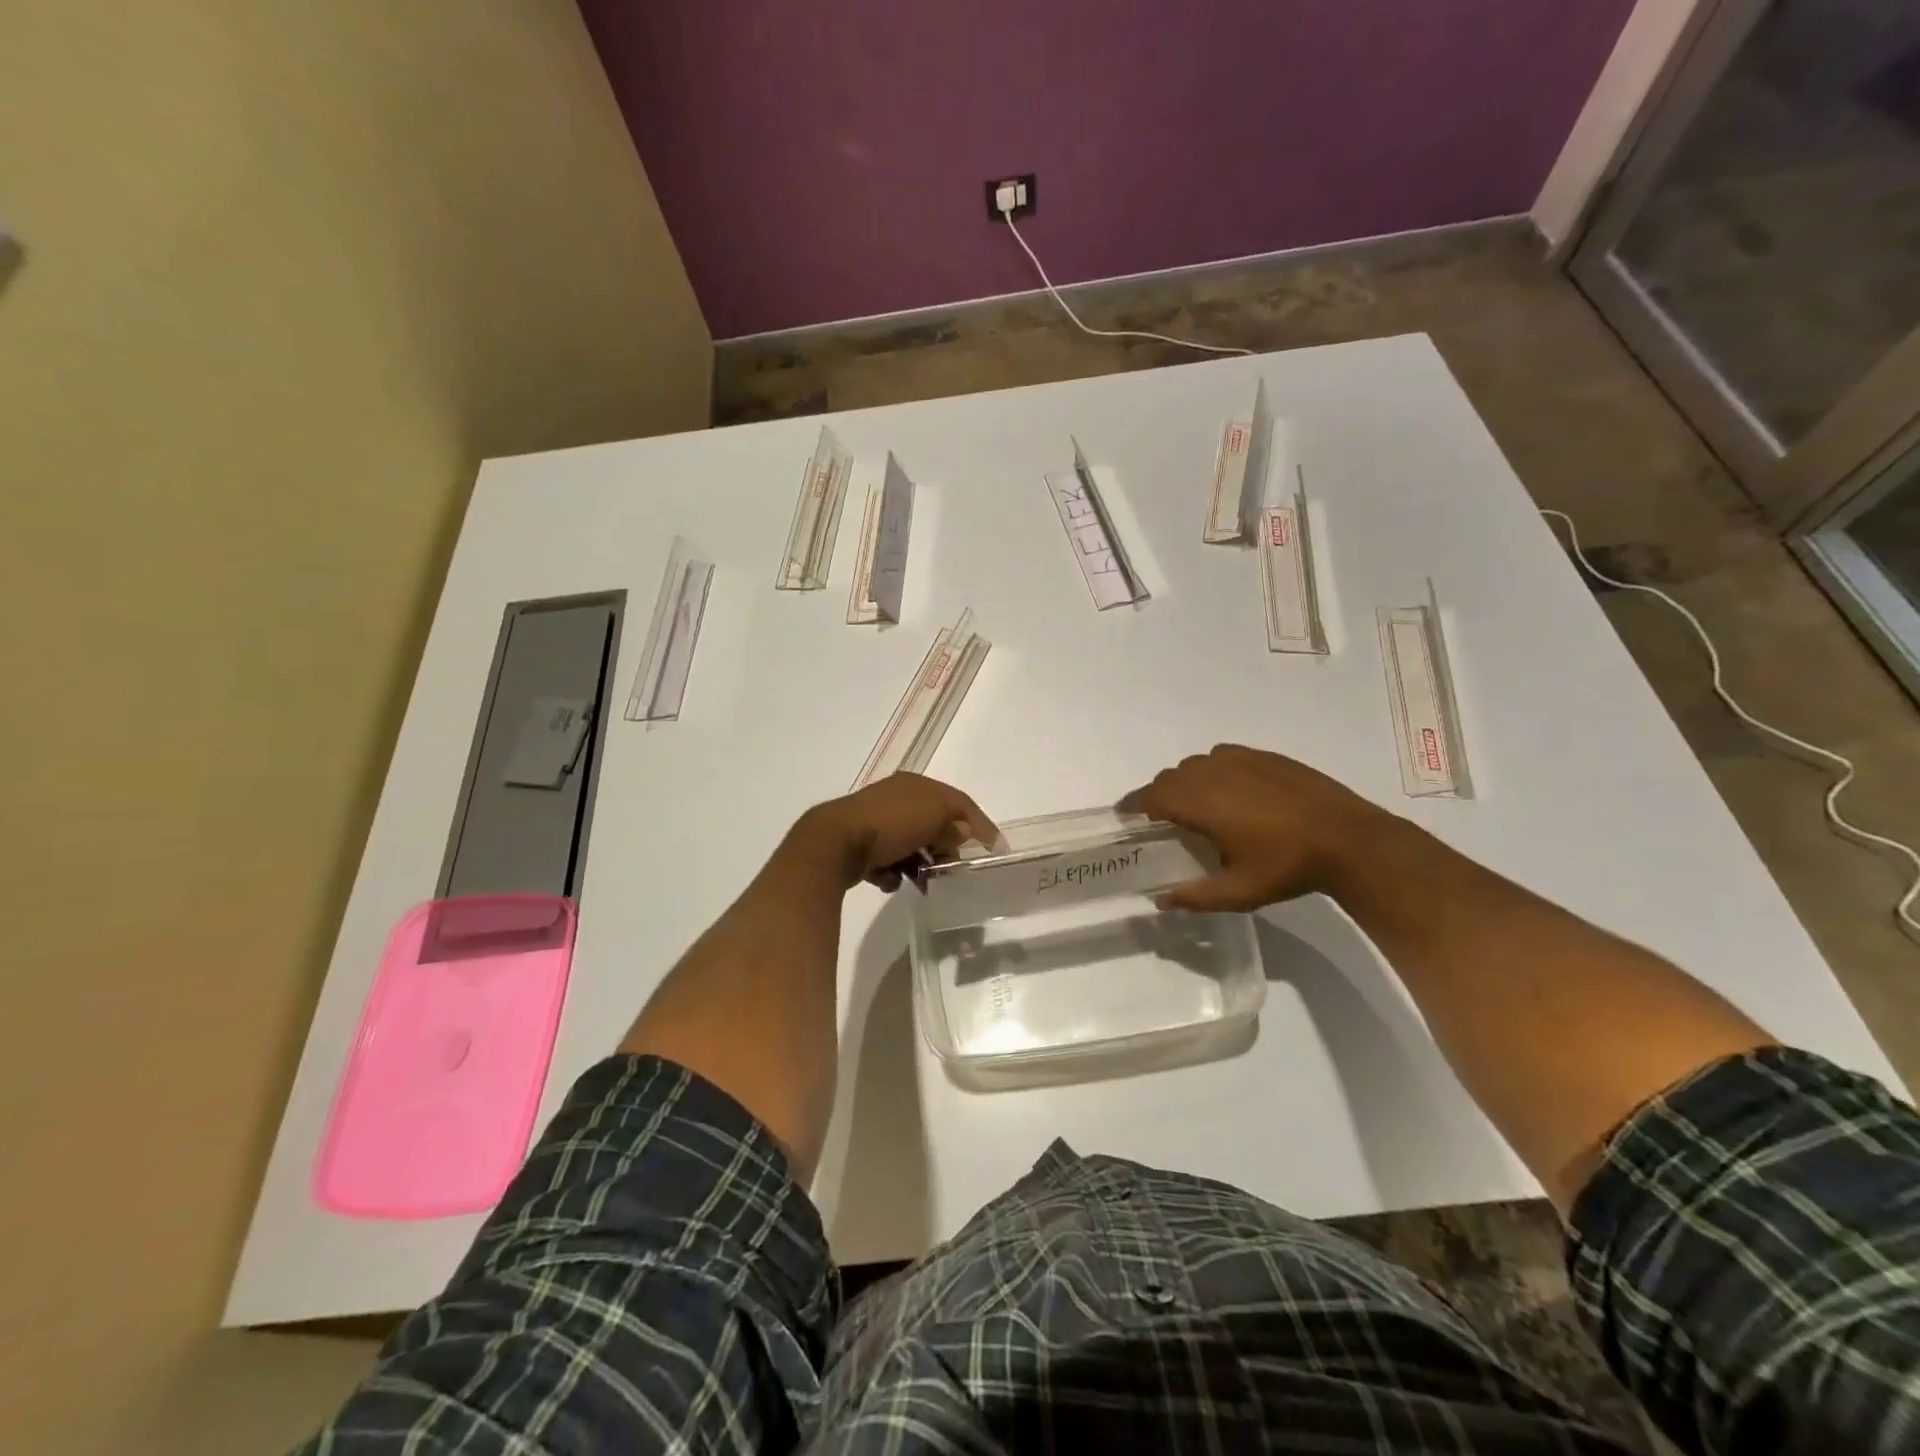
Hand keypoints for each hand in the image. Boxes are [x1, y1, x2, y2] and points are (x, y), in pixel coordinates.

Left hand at [792, 772, 1000, 891]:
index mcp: (915, 784)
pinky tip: (892, 880)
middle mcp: (895, 798)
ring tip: (923, 880)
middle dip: (946, 846)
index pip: (958, 801)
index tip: (994, 848)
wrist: (835, 843)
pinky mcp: (858, 846)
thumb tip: (959, 834)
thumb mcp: (934, 816)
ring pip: (910, 844)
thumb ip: (954, 823)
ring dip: (920, 862)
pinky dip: (893, 872)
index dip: (979, 823)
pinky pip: (887, 861)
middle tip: (953, 867)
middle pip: (933, 823)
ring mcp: (874, 821)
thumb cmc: (891, 824)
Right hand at [1120, 744, 1391, 911]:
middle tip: (1164, 822)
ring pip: (1194, 765)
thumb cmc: (1287, 866)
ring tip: (1198, 808)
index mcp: (1200, 802)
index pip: (1150, 796)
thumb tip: (1160, 899)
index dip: (1132, 805)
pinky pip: (1221, 756)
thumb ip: (1193, 896)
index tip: (1125, 817)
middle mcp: (1212, 772)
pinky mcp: (1262, 755)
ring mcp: (1239, 759)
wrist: (1348, 838)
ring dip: (1186, 783)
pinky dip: (1213, 771)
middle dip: (1159, 796)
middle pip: (1169, 778)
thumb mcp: (1238, 892)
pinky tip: (1230, 792)